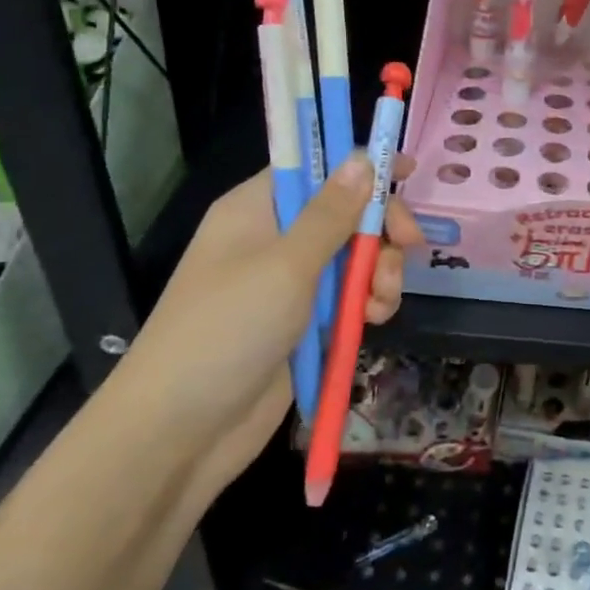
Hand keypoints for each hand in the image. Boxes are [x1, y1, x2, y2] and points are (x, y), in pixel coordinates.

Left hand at [117, 153, 423, 480]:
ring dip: (379, 272)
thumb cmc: (228, 331)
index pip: (317, 168)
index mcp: (258, 209)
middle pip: (345, 213)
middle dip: (380, 230)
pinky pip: (348, 297)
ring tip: (381, 302)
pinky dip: (368, 304)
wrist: (180, 432)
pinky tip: (373, 321)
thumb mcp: (286, 266)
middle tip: (409, 246)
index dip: (361, 166)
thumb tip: (361, 157)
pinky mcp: (303, 323)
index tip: (407, 170)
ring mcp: (289, 283)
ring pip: (354, 257)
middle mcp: (275, 238)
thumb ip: (331, 214)